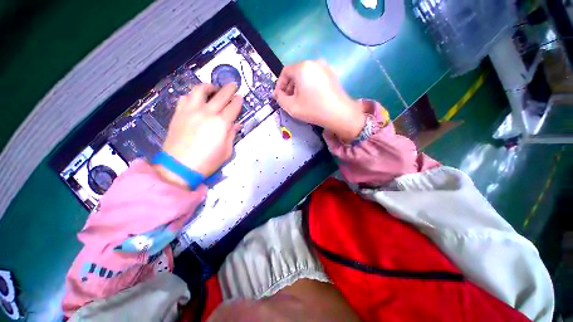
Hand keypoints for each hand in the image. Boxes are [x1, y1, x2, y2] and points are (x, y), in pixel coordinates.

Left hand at [156, 83, 241, 187]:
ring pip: (199, 91)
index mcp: (221, 123)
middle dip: (228, 89)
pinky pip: (185, 98)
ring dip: (208, 87)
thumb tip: (236, 125)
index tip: (240, 97)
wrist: (179, 167)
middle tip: (233, 84)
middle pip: (220, 96)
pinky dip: (192, 95)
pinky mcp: (179, 114)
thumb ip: (231, 135)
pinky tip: (195, 99)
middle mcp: (207, 113)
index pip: (232, 107)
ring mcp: (191, 111)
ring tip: (212, 88)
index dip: (238, 101)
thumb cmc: (207, 161)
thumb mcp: (226, 151)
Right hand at [274, 61, 364, 141]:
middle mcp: (313, 62)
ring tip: (298, 100)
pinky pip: (315, 77)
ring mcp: (325, 67)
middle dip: (289, 86)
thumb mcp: (291, 106)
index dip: (279, 84)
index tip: (279, 97)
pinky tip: (310, 98)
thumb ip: (280, 98)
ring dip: (298, 86)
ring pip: (305, 75)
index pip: (285, 72)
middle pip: (295, 72)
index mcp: (302, 67)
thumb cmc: (313, 109)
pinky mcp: (332, 75)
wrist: (339, 114)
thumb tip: (278, 94)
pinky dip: (309, 86)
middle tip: (288, 100)